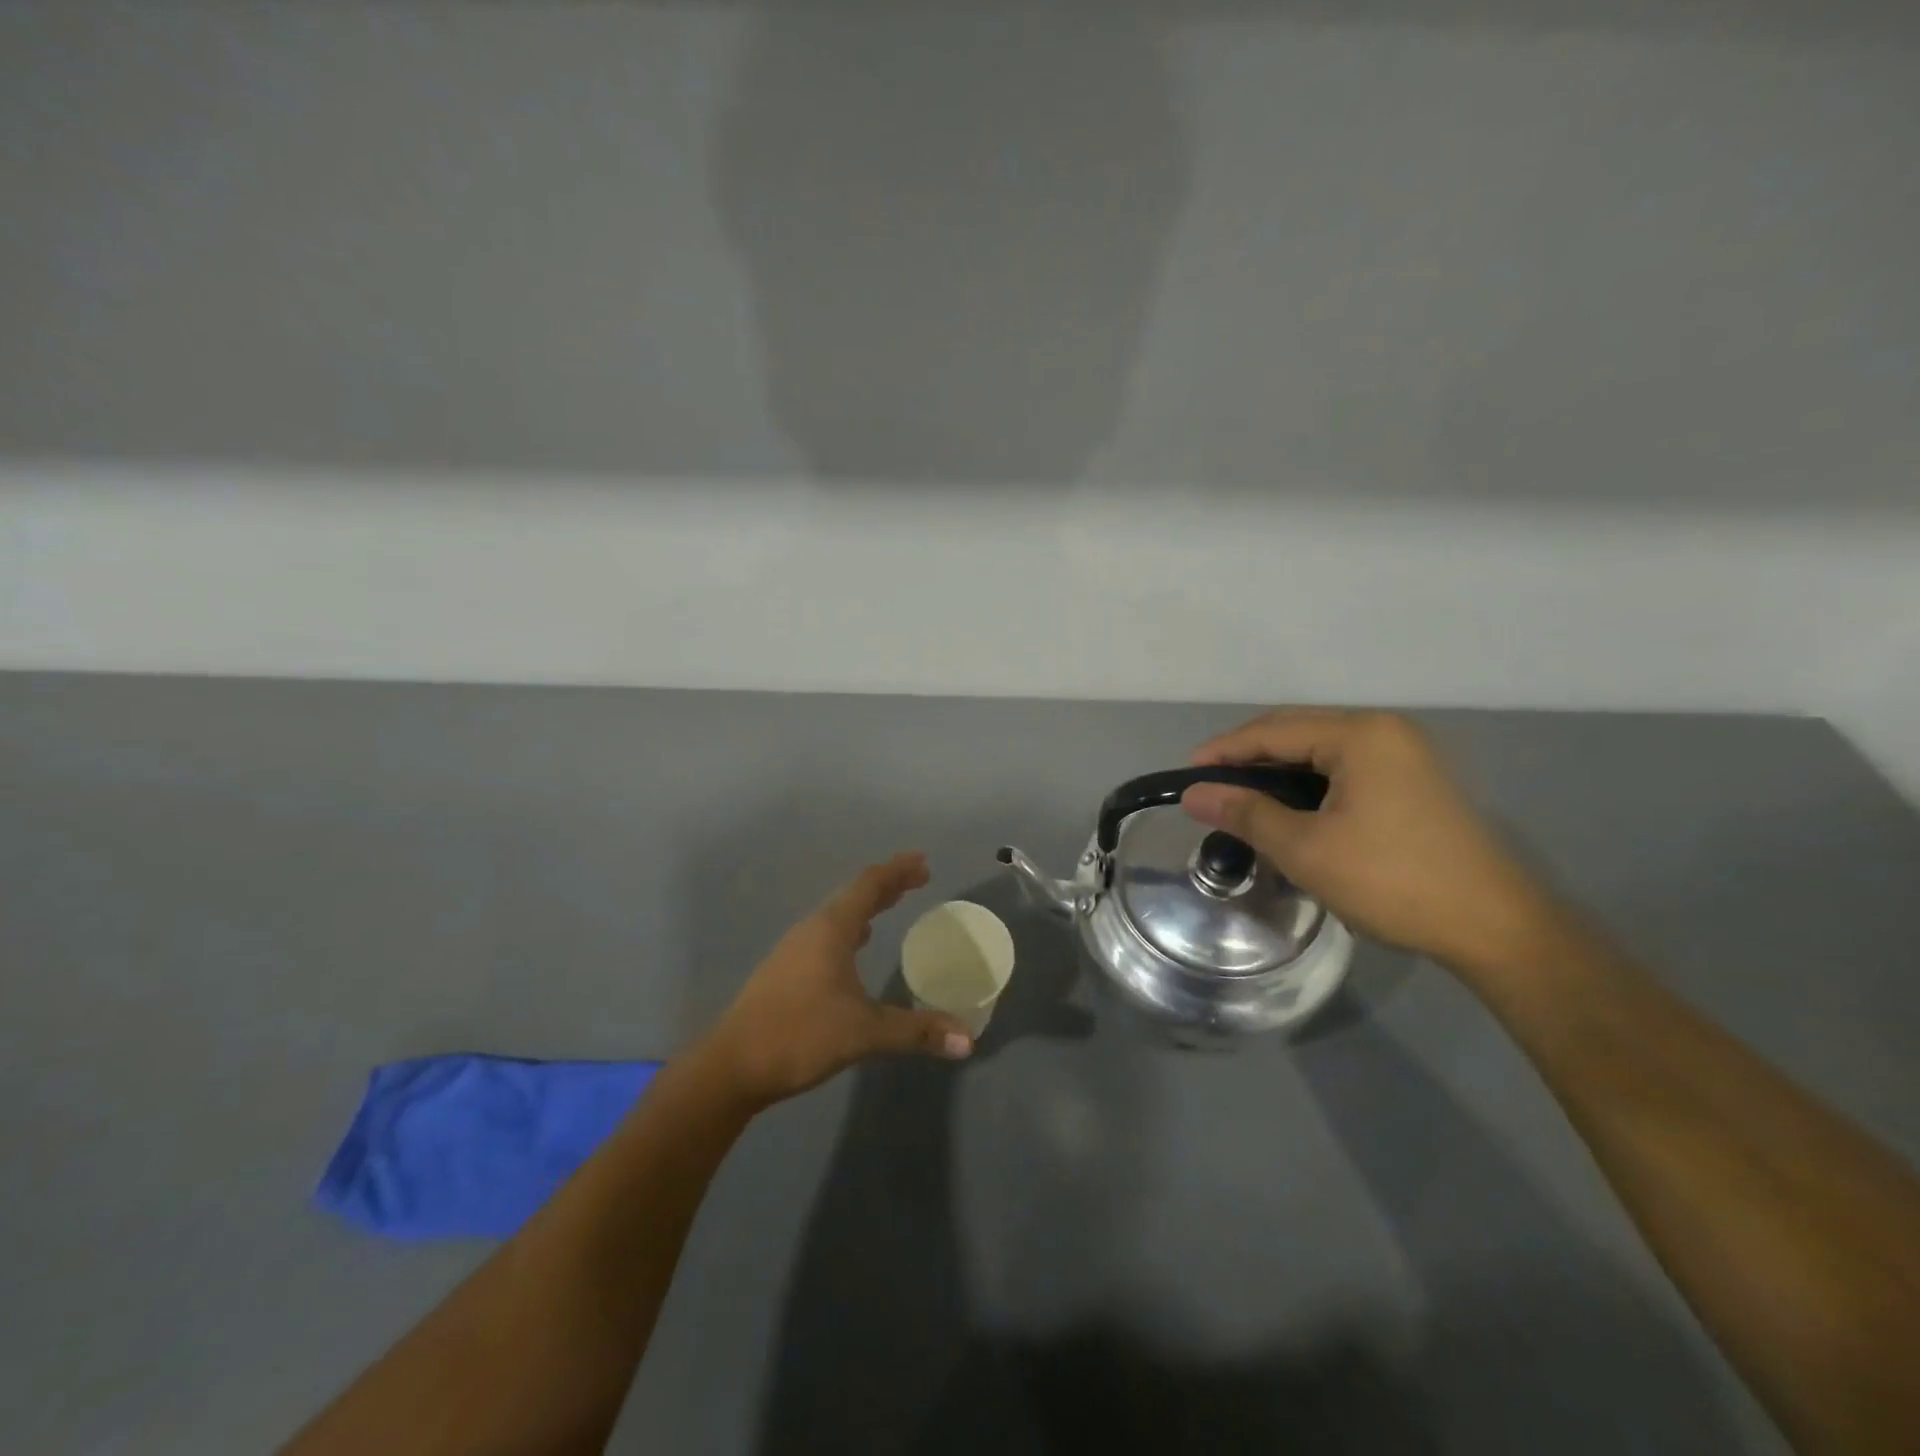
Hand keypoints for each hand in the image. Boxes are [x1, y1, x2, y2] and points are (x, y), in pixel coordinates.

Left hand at [697, 851, 973, 1111]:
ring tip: (891, 904)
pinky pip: (826, 934)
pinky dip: (850, 929)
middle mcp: (812, 930)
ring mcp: (794, 949)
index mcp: (831, 929)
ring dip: (867, 906)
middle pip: (854, 895)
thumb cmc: (800, 1035)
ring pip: (838, 915)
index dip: (897, 871)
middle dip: (887, 885)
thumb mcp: (864, 1032)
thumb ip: (917, 1032)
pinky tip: (855, 946)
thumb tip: (969, 1039)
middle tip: (918, 878)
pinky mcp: (785, 971)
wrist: (732, 1066)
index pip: (869, 886)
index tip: (923, 861)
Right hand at [1182, 709, 1559, 976]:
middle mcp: (1384, 731)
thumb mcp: (1305, 848)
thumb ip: (1245, 813)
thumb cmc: (1392, 880)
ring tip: (1241, 801)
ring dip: (1277, 772)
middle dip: (1248, 758)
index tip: (1186, 777)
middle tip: (1209, 789)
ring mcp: (1405, 755)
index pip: (1272, 730)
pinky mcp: (1415, 783)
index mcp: (1360, 734)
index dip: (1223, 751)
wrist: (1495, 928)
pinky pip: (1345, 770)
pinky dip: (1308, 785)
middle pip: (1297, 732)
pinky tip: (1289, 810)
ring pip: (1320, 752)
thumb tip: (1193, 795)